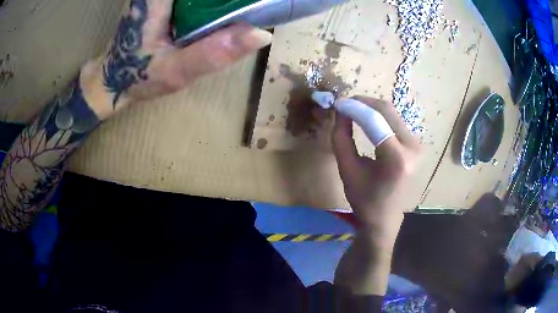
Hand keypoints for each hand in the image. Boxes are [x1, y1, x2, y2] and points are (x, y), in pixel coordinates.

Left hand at [80, 0, 272, 119]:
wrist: (113, 79)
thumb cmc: (137, 76)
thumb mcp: (174, 71)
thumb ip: (213, 53)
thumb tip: (262, 35)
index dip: (226, 1)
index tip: (250, 7)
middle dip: (225, 3)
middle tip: (249, 10)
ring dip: (219, 4)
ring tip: (237, 12)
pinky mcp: (161, 0)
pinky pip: (196, 0)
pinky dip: (209, 5)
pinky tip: (218, 13)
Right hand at [332, 96, 420, 245]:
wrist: (386, 217)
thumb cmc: (364, 199)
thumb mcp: (347, 170)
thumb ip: (341, 138)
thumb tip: (341, 112)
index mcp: (396, 159)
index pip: (374, 121)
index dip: (354, 108)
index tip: (337, 104)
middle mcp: (412, 148)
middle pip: (386, 110)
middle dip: (363, 103)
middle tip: (344, 104)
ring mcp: (417, 145)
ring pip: (391, 113)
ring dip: (370, 108)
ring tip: (352, 111)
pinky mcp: (416, 144)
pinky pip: (395, 121)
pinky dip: (379, 116)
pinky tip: (366, 118)